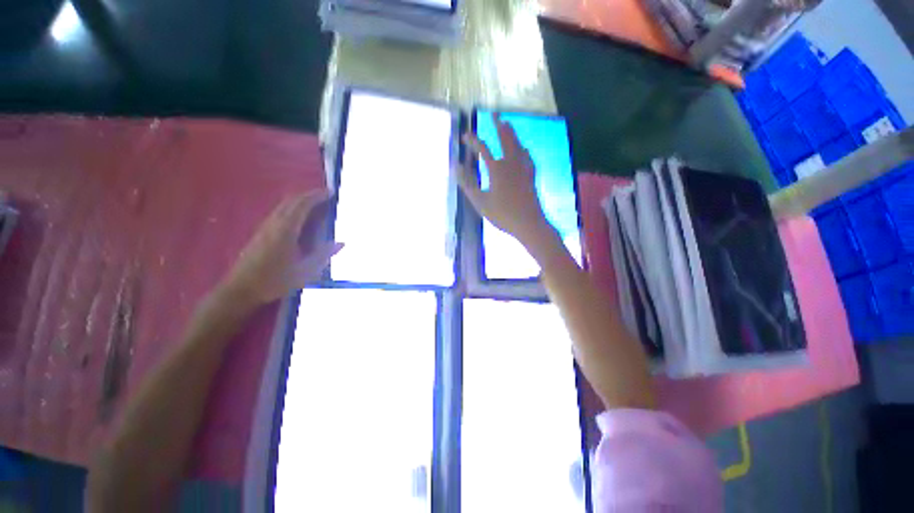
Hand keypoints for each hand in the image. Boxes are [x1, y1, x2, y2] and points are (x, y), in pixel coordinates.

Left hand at [223, 191, 342, 306]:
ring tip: (316, 203)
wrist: (240, 289)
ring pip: (284, 205)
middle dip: (309, 195)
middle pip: (291, 201)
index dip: (316, 196)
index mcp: (286, 230)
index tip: (330, 193)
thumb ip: (324, 255)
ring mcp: (265, 227)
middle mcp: (274, 224)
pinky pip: (279, 212)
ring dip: (300, 200)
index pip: (302, 205)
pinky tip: (299, 217)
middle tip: (325, 196)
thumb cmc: (274, 280)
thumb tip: (341, 243)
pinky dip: (292, 208)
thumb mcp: (305, 271)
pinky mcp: (261, 233)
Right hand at [459, 113, 553, 247]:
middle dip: (498, 125)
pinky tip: (523, 149)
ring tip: (507, 124)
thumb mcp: (480, 201)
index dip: (472, 140)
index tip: (464, 135)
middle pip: (505, 139)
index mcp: (496, 169)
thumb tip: (456, 167)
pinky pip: (527, 156)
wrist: (529, 223)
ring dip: (511, 133)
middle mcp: (511, 163)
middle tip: (494, 113)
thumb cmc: (502, 214)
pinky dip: (523, 149)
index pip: (482, 149)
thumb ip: (467, 184)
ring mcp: (523, 168)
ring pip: (517, 145)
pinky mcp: (531, 175)